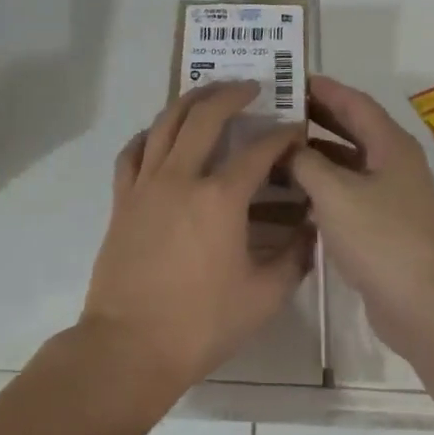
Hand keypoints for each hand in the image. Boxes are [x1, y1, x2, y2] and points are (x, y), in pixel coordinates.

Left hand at [82, 81, 312, 400]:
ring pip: (165, 124)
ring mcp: (146, 185)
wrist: (129, 346)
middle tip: (250, 87)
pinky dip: (148, 135)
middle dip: (231, 95)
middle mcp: (182, 177)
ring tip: (207, 93)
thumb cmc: (201, 324)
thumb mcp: (263, 297)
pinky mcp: (122, 199)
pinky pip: (132, 152)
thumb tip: (310, 229)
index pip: (259, 151)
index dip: (282, 136)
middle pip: (205, 117)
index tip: (296, 130)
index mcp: (221, 198)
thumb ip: (294, 258)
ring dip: (189, 101)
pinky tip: (157, 134)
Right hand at [291, 75, 433, 357]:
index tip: (291, 79)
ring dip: (317, 153)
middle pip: (353, 128)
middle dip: (317, 117)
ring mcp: (392, 194)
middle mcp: (395, 163)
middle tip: (279, 110)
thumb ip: (306, 163)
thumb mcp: (334, 193)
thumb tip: (288, 146)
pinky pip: (349, 190)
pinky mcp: (384, 223)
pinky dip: (323, 184)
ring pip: (349, 162)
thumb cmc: (380, 237)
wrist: (422, 304)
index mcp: (391, 145)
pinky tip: (294, 191)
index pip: (355, 102)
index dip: (324, 89)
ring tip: (278, 147)